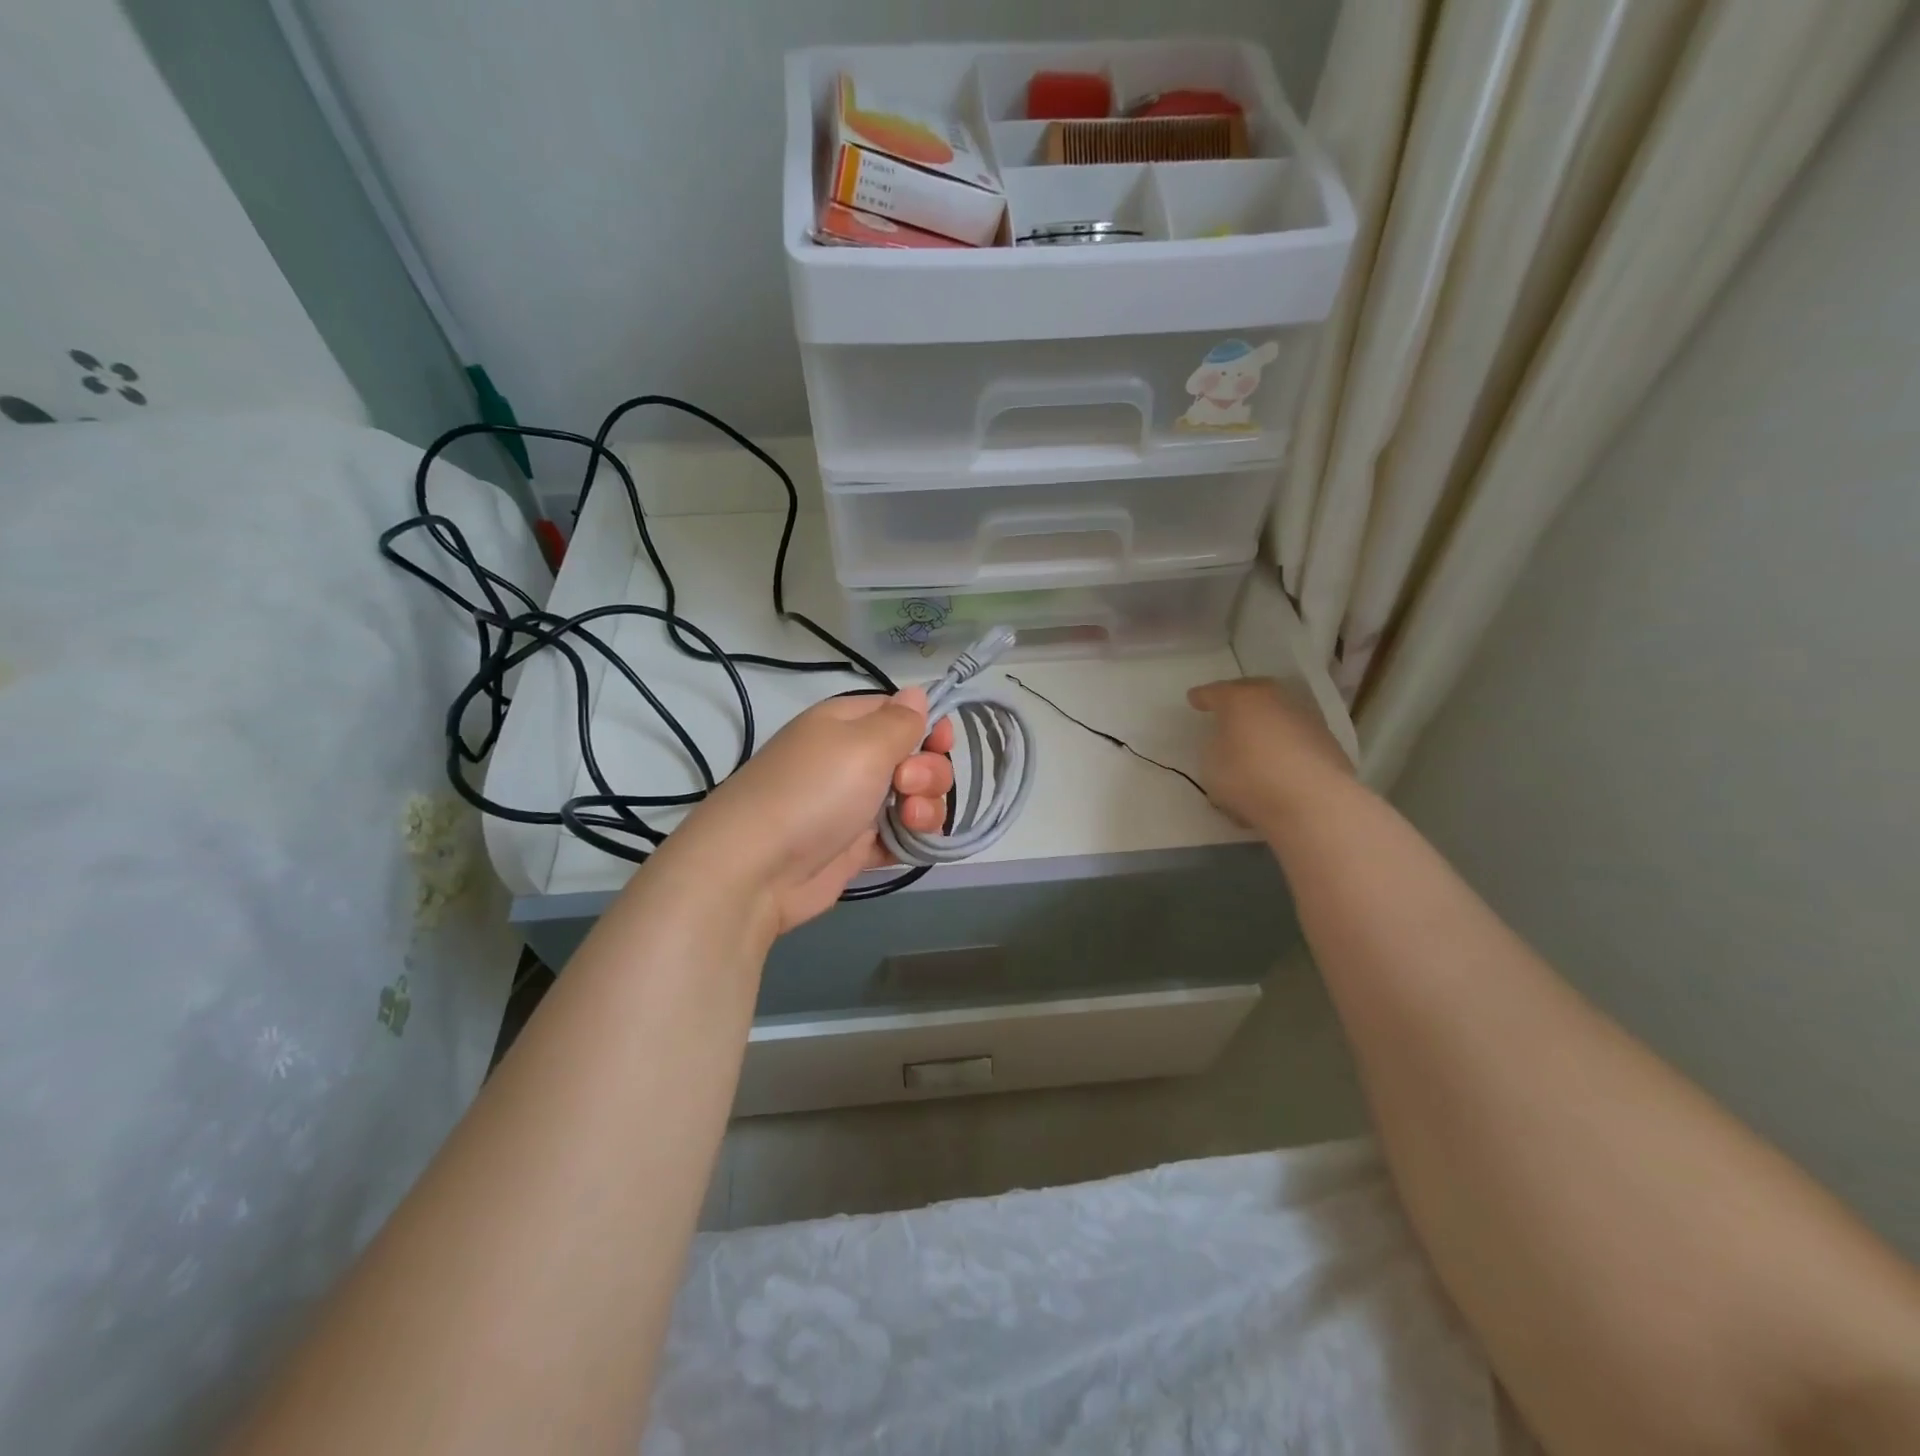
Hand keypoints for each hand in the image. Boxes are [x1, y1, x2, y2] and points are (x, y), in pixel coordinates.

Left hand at [662, 687, 954, 935]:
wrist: (757, 868)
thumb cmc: (815, 792)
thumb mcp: (864, 743)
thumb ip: (900, 721)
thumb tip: (917, 693)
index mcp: (847, 724)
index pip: (901, 713)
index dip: (928, 726)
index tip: (943, 742)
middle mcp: (852, 761)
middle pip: (914, 758)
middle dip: (928, 771)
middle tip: (907, 786)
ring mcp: (854, 806)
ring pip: (912, 799)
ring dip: (925, 808)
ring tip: (911, 821)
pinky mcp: (856, 847)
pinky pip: (899, 836)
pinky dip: (911, 839)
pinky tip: (912, 844)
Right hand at [1187, 677, 1354, 833]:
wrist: (1314, 801)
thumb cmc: (1249, 777)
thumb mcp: (1211, 765)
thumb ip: (1215, 748)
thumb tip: (1228, 743)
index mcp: (1240, 699)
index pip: (1215, 692)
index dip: (1202, 697)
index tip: (1193, 699)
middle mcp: (1275, 700)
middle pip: (1252, 693)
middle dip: (1238, 700)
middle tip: (1226, 711)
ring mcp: (1306, 719)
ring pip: (1277, 714)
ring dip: (1265, 725)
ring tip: (1255, 744)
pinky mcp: (1328, 742)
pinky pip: (1295, 738)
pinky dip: (1284, 747)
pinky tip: (1278, 767)